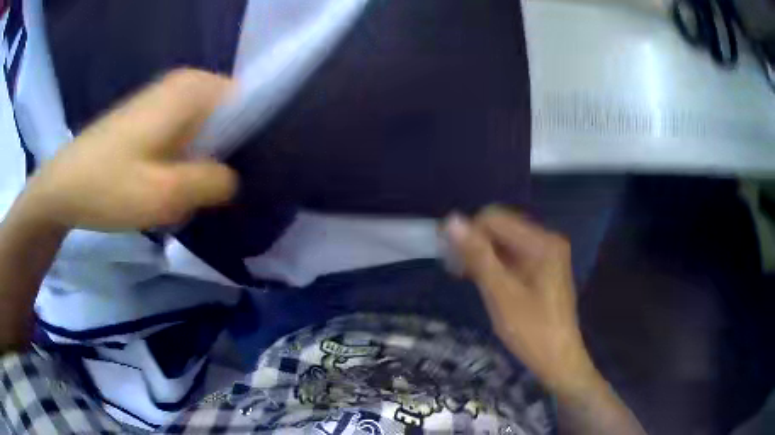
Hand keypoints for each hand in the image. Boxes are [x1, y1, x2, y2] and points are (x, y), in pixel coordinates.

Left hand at [21, 69, 237, 231]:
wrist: (64, 186)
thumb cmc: (108, 186)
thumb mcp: (164, 194)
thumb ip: (211, 183)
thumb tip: (235, 178)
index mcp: (193, 90)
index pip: (251, 102)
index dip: (257, 138)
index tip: (253, 175)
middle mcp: (185, 84)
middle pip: (231, 115)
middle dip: (230, 153)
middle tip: (222, 191)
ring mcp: (168, 98)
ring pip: (210, 127)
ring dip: (208, 160)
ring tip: (199, 192)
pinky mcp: (154, 115)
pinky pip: (190, 133)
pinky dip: (191, 158)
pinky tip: (178, 183)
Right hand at [445, 206, 597, 393]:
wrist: (558, 360)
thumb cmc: (531, 331)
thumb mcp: (501, 294)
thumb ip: (477, 255)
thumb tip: (451, 220)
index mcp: (542, 242)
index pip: (495, 219)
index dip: (468, 232)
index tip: (447, 256)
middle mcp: (546, 241)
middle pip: (501, 228)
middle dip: (474, 243)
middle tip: (453, 268)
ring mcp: (546, 255)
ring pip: (504, 242)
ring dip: (481, 255)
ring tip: (462, 275)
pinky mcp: (542, 268)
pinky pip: (512, 256)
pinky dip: (494, 264)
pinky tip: (480, 279)